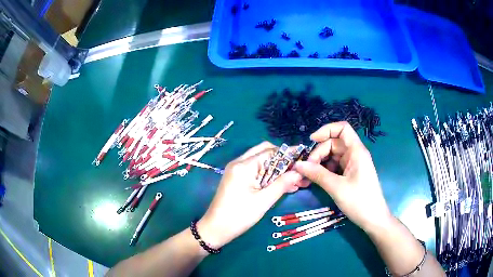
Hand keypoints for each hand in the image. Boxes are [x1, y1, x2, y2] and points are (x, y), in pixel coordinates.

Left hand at [197, 142, 302, 248]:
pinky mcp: (237, 179)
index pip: (271, 152)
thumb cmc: (239, 216)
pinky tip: (283, 186)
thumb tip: (299, 173)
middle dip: (283, 161)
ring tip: (295, 182)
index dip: (288, 156)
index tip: (304, 162)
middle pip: (265, 153)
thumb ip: (282, 184)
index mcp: (244, 166)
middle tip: (297, 172)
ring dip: (278, 170)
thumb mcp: (263, 201)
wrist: (215, 229)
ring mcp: (237, 170)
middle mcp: (239, 163)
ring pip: (262, 162)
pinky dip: (269, 176)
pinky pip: (256, 172)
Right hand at [293, 122, 392, 232]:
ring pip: (332, 156)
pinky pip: (335, 166)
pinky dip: (324, 171)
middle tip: (307, 169)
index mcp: (356, 151)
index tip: (311, 141)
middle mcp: (355, 154)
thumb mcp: (337, 188)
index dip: (326, 130)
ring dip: (320, 163)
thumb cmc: (359, 201)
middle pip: (334, 143)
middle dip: (319, 153)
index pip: (342, 129)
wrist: (373, 219)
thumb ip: (317, 174)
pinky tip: (316, 180)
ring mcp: (352, 164)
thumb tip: (298, 165)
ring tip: (308, 176)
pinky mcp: (350, 174)